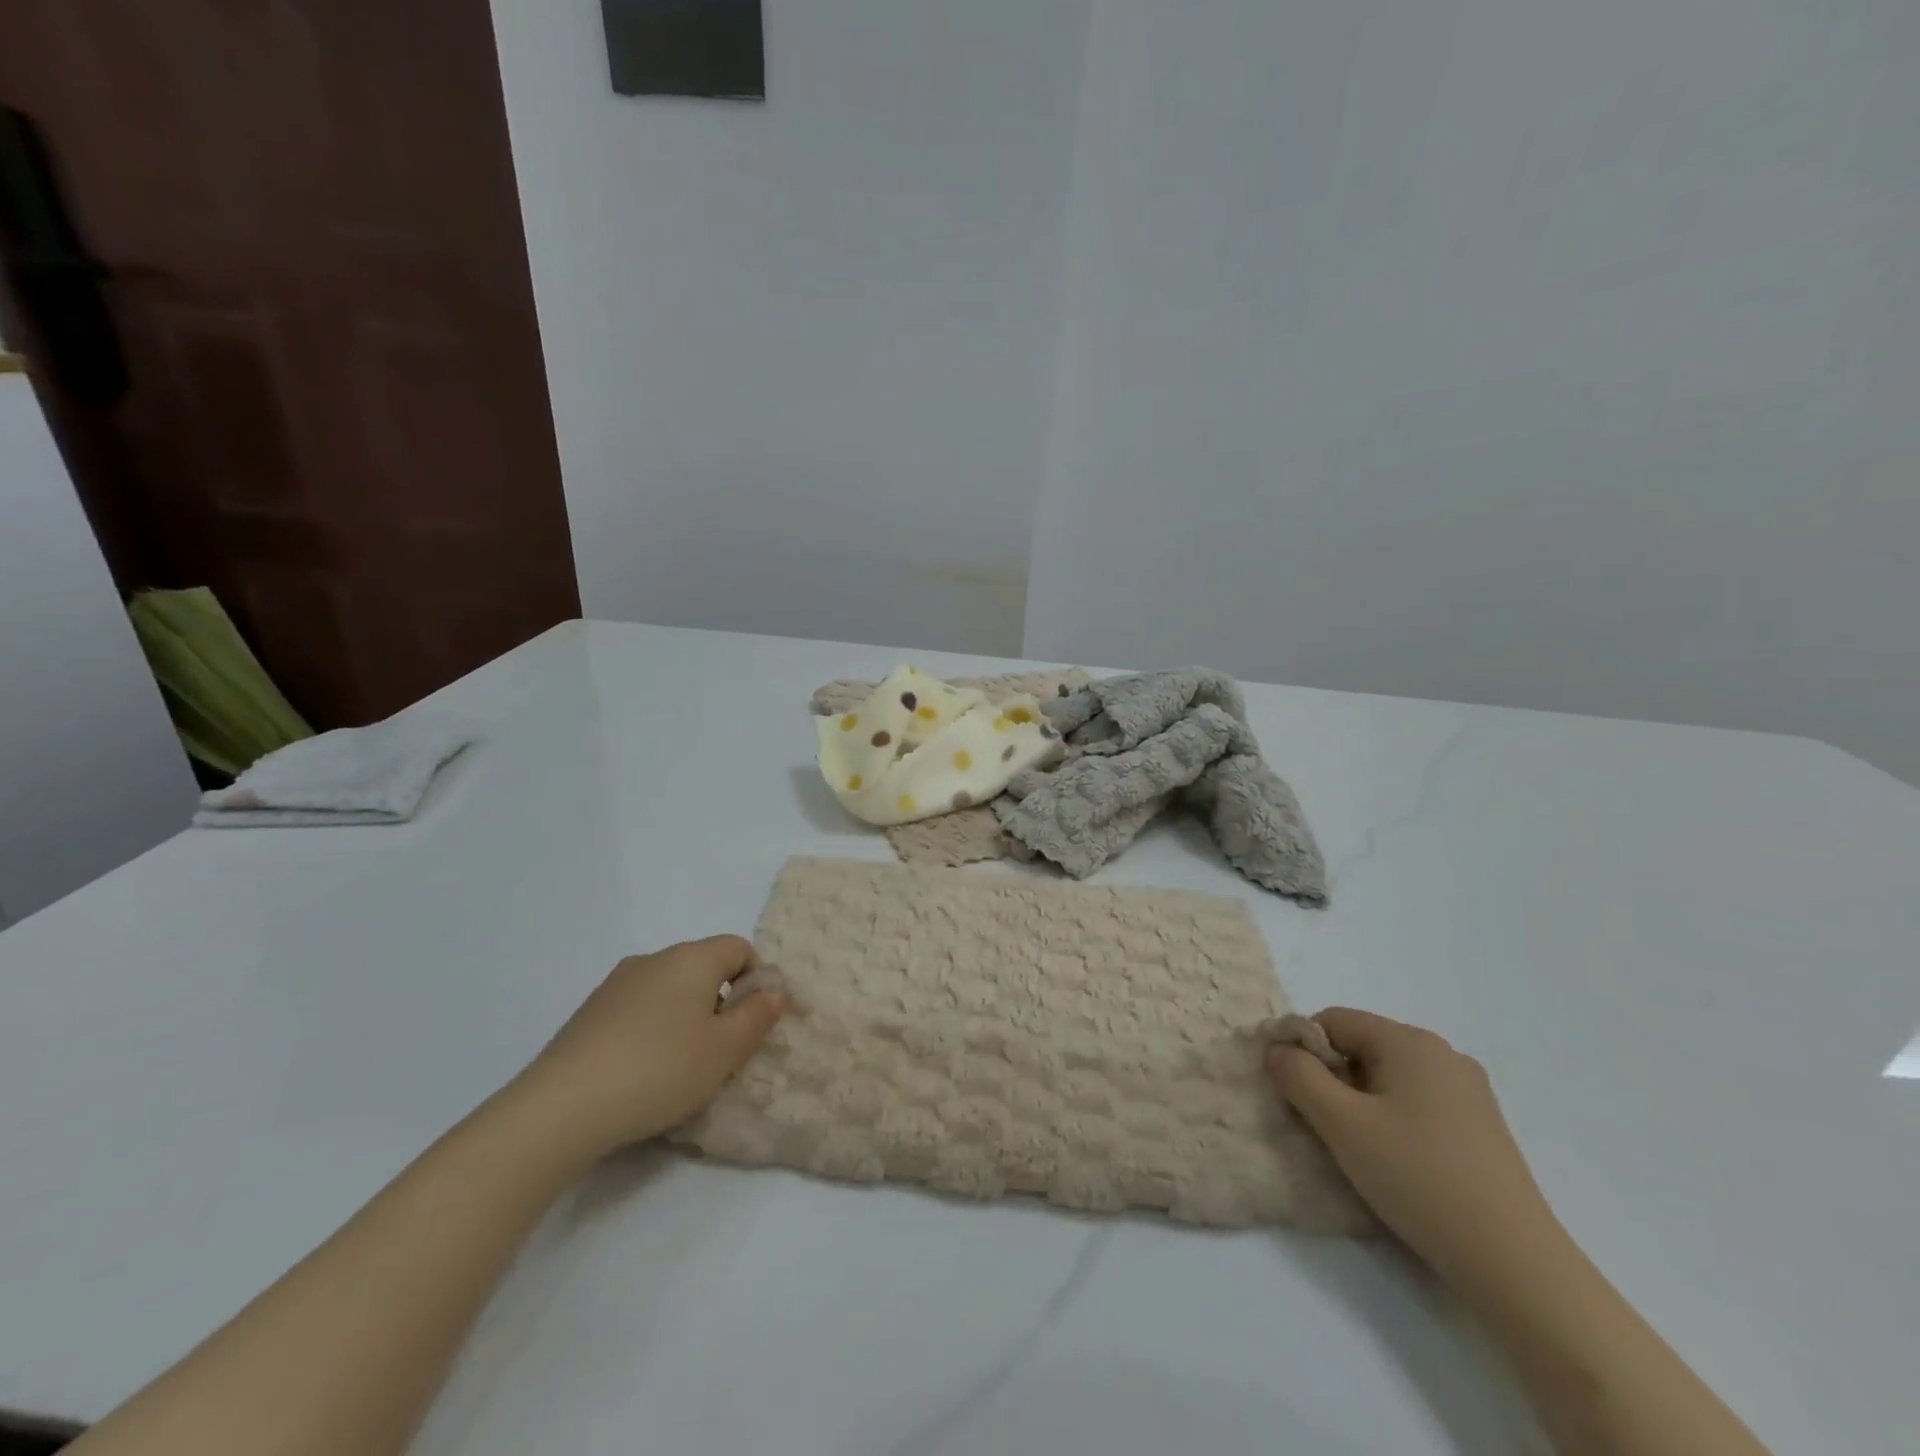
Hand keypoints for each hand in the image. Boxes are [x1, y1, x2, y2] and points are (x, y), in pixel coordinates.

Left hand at [506, 936, 785, 1165]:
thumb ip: (758, 1016)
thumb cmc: (659, 1070)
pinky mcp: (589, 1013)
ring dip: (685, 1017)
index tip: (752, 1023)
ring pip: (669, 990)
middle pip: (703, 967)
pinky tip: (641, 1072)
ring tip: (680, 1067)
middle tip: (720, 1051)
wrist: (560, 1108)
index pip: (739, 948)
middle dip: (721, 1002)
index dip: (756, 980)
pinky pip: (638, 1010)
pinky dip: (651, 1030)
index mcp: (691, 958)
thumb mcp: (725, 1050)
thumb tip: (773, 990)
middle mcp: (654, 959)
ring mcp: (616, 984)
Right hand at [1267, 1008, 1561, 1289]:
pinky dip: (1394, 1119)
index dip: (1303, 1050)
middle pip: (1362, 1047)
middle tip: (1325, 1126)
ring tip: (1360, 1149)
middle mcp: (1443, 1053)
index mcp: (1410, 1041)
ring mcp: (1469, 1091)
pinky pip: (1418, 1102)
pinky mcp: (1482, 1127)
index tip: (1294, 1094)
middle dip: (1333, 1079)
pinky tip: (1398, 1162)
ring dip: (1361, 1102)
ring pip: (1389, 1077)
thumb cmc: (1418, 1178)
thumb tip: (1278, 1049)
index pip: (1332, 1021)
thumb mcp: (1340, 1123)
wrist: (1514, 1263)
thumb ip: (1298, 1076)